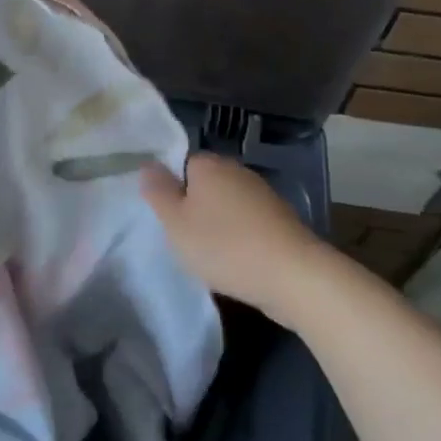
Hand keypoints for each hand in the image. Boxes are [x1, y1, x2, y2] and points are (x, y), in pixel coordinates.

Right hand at [140, 154, 337, 317]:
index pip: (181, 165)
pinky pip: (247, 223)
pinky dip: (239, 238)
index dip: (171, 190)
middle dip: (195, 207)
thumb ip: (158, 192)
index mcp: (209, 165)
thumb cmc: (223, 246)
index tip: (168, 219)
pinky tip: (236, 261)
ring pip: (227, 204)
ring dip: (218, 224)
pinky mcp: (280, 219)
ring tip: (210, 255)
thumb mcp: (175, 223)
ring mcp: (262, 194)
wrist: (292, 275)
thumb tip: (148, 164)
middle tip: (184, 238)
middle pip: (205, 184)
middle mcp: (237, 171)